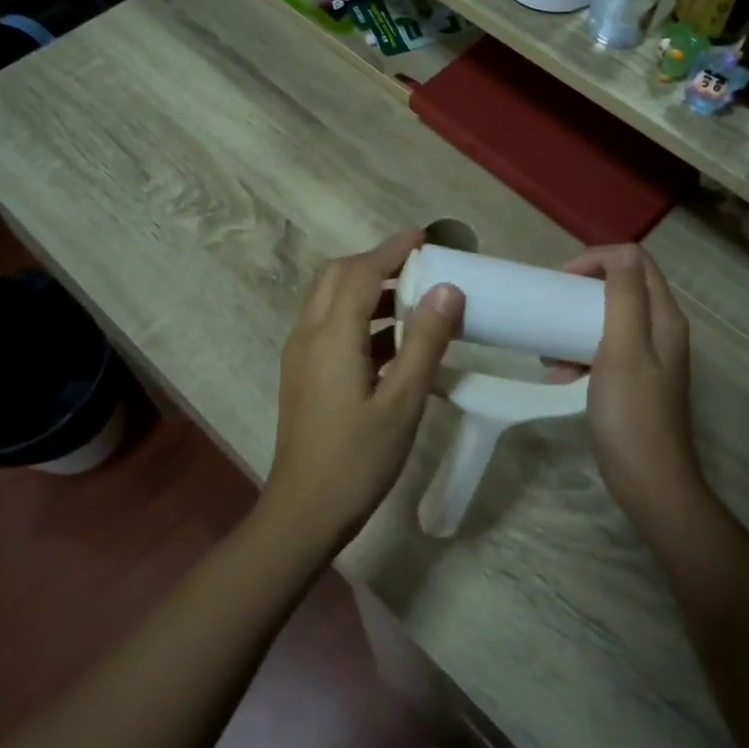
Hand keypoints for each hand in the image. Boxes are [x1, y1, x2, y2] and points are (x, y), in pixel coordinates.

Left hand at [261, 229, 463, 552]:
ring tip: (415, 299)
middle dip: (377, 263)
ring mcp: (300, 354)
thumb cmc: (358, 458)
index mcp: (332, 336)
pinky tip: (394, 342)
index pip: (361, 273)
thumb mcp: (403, 401)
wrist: (304, 511)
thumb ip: (425, 342)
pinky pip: (329, 326)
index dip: (393, 250)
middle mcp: (308, 334)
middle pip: (338, 277)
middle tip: (420, 266)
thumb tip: (448, 289)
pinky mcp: (302, 373)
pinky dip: (360, 317)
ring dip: (368, 289)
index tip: (425, 236)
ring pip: (330, 300)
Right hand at [563, 245, 702, 521]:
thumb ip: (624, 297)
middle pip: (622, 287)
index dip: (596, 260)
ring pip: (609, 319)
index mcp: (664, 317)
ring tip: (550, 351)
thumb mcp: (623, 348)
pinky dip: (580, 354)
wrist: (649, 482)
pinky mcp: (636, 380)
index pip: (634, 260)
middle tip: (551, 308)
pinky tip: (560, 376)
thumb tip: (620, 253)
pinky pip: (605, 349)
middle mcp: (662, 330)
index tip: (561, 281)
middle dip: (581, 292)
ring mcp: (651, 357)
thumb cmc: (631, 413)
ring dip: (575, 326)